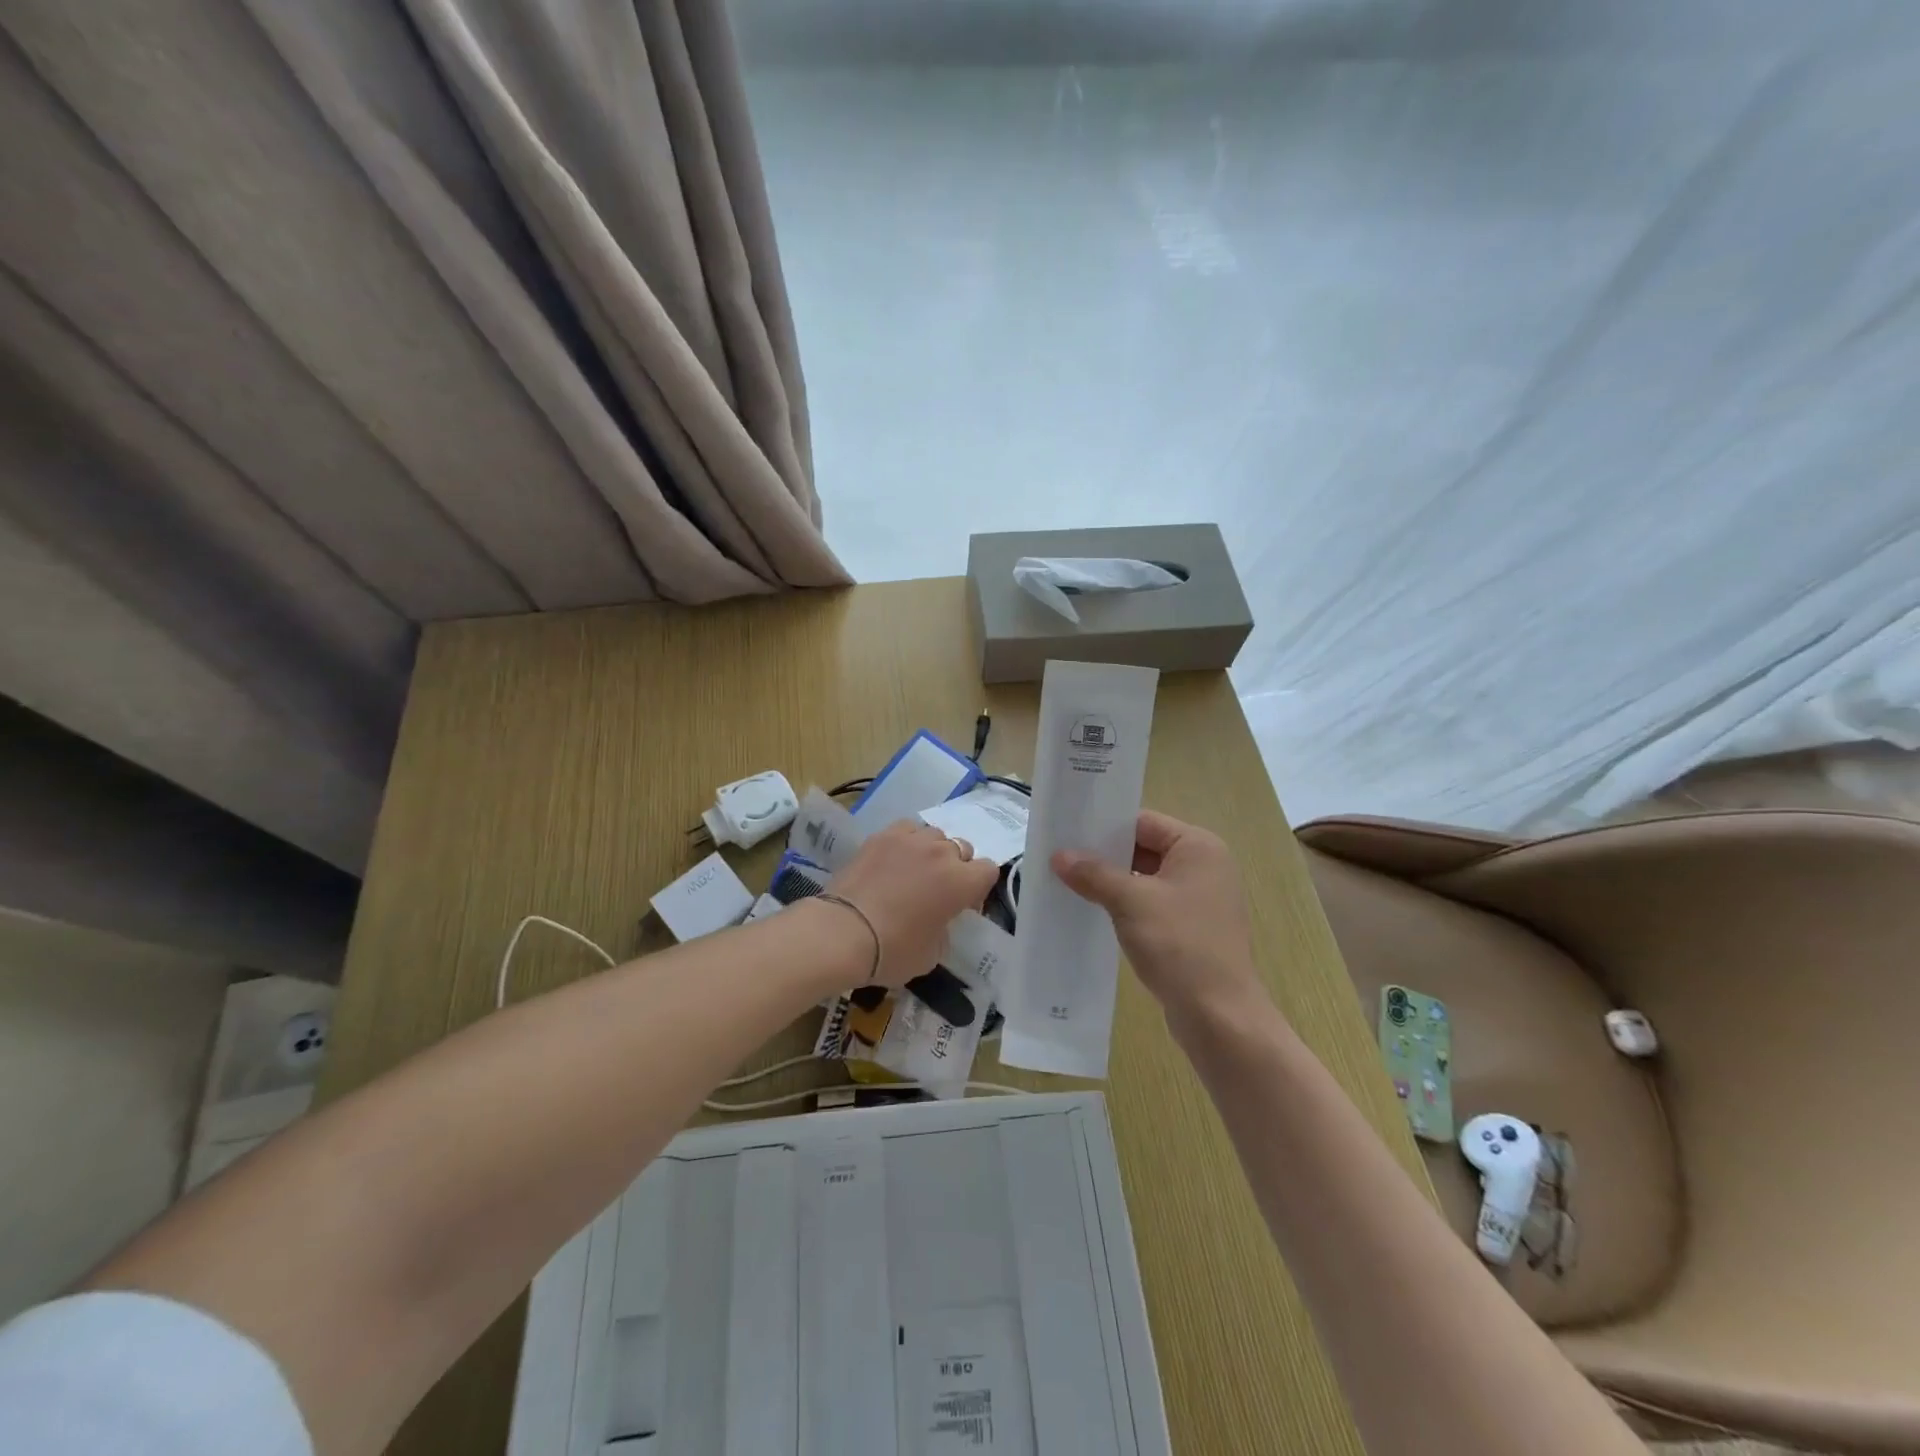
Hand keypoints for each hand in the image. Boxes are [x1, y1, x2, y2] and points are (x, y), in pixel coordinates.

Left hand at [827, 820, 1000, 985]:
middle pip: (962, 848)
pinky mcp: (882, 835)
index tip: (961, 906)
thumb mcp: (932, 954)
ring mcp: (910, 839)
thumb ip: (945, 930)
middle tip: (936, 890)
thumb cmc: (893, 951)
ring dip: (931, 851)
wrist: (842, 932)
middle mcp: (941, 853)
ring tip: (913, 871)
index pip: (988, 870)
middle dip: (956, 867)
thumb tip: (939, 921)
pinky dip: (907, 841)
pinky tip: (894, 858)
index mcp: (961, 882)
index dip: (977, 888)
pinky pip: (907, 828)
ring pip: (935, 835)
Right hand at [1053, 811, 1265, 1026]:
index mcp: (1199, 847)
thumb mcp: (1130, 902)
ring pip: (1146, 878)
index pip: (1143, 822)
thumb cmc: (1180, 945)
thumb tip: (1059, 855)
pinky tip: (1094, 912)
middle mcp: (1205, 866)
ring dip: (1113, 882)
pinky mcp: (1192, 928)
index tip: (1067, 832)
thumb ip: (1094, 873)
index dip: (1105, 827)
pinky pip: (1152, 904)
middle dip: (1104, 856)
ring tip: (1069, 883)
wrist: (1219, 1017)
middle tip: (1060, 858)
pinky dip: (1126, 906)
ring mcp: (1200, 899)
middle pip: (1144, 848)